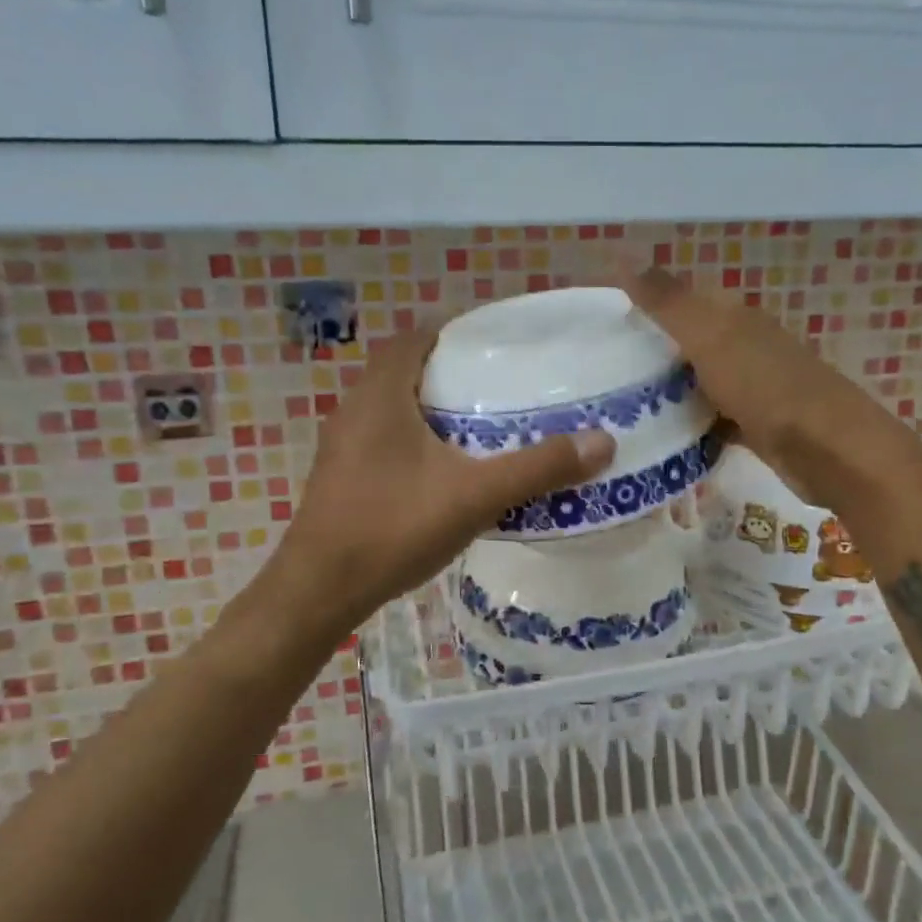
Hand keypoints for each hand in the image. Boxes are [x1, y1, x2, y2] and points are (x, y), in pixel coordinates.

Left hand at [262, 327, 615, 627]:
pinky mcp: (342, 475)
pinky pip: (384, 437)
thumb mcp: (475, 496)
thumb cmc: (393, 528)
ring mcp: (343, 444)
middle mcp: (356, 409)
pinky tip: (446, 469)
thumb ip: (537, 468)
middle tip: (502, 384)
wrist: (320, 590)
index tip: (499, 344)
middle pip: (407, 369)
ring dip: (433, 406)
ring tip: (482, 422)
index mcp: (382, 395)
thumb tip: (602, 442)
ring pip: (393, 406)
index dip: (456, 331)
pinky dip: (416, 437)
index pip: (417, 337)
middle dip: (452, 370)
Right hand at [623, 267, 901, 505]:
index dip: (647, 307)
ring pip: (699, 383)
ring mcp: (753, 387)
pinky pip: (712, 420)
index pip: (683, 300)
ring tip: (621, 409)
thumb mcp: (710, 337)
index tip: (605, 328)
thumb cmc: (765, 386)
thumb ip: (669, 303)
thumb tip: (625, 261)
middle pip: (689, 344)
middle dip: (652, 355)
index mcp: (735, 317)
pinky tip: (662, 440)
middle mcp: (746, 346)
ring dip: (668, 393)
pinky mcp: (756, 426)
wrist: (827, 449)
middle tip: (603, 375)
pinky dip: (691, 427)